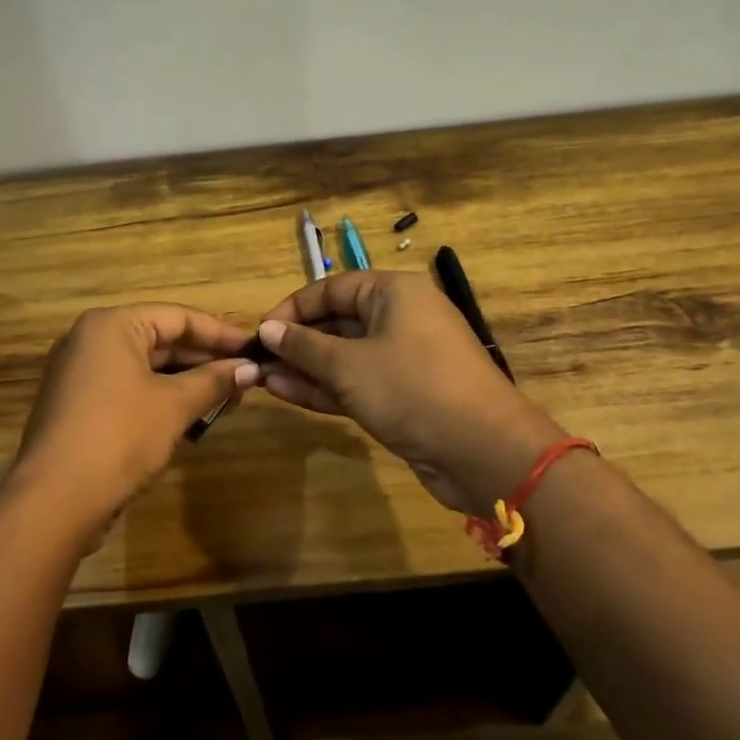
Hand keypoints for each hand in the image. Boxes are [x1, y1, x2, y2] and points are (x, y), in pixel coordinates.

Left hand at [11, 303, 259, 539]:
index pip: (178, 317)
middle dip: (205, 361)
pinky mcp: (78, 405)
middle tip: (245, 379)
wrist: (55, 500)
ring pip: (145, 367)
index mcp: (112, 326)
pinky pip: (128, 389)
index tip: (254, 350)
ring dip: (186, 382)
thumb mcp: (174, 405)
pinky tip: (191, 417)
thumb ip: (214, 381)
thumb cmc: (120, 436)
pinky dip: (160, 398)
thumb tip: (251, 369)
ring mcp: (79, 374)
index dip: (221, 334)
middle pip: (161, 340)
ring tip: (226, 400)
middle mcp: (91, 340)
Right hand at [256, 271, 566, 515]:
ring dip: (306, 368)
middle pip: (338, 322)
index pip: (332, 288)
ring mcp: (403, 359)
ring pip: (345, 356)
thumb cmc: (412, 388)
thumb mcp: (349, 365)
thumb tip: (268, 329)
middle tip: (257, 360)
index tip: (260, 331)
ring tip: (262, 378)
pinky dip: (326, 387)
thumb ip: (304, 346)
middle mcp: (400, 318)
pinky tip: (286, 393)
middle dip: (297, 342)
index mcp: (394, 292)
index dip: (293, 308)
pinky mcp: (404, 395)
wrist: (482, 451)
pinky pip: (357, 382)